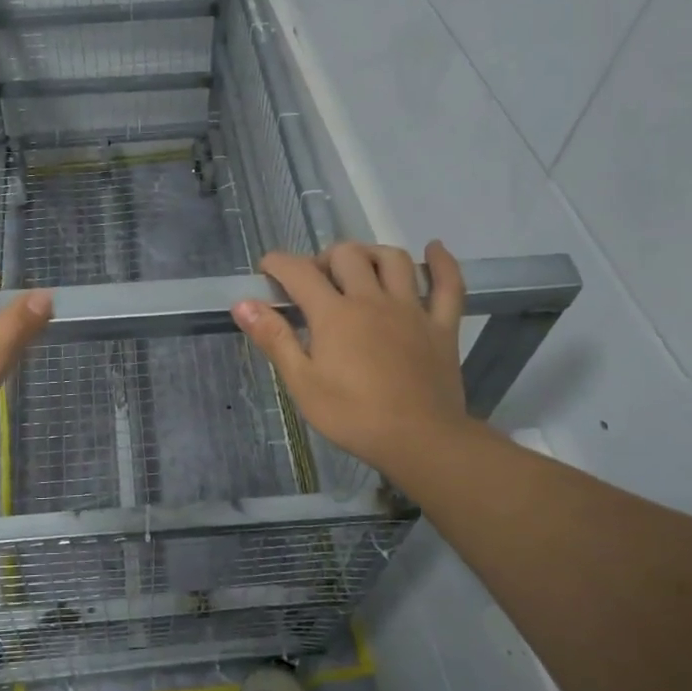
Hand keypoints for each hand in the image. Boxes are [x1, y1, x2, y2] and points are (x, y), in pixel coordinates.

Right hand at [232, 241, 479, 486]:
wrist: (420, 440)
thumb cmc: (353, 416)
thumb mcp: (302, 383)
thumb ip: (274, 338)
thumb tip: (243, 303)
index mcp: (334, 314)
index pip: (299, 272)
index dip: (278, 263)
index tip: (267, 270)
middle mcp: (372, 300)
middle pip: (347, 255)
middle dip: (324, 258)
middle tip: (315, 282)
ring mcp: (411, 310)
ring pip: (393, 259)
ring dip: (371, 254)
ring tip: (360, 268)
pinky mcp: (441, 326)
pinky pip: (449, 285)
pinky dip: (442, 263)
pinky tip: (434, 250)